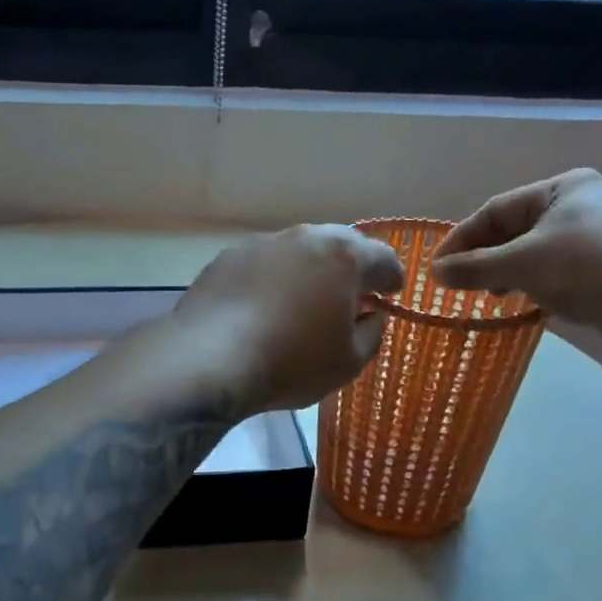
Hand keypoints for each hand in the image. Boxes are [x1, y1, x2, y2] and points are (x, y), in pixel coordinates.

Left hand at [173, 226, 405, 412]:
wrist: (209, 359)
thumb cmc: (291, 362)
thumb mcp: (348, 362)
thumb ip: (372, 333)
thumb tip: (372, 315)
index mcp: (343, 256)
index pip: (382, 258)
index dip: (392, 278)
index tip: (392, 293)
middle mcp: (303, 238)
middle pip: (339, 244)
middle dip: (352, 266)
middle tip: (354, 292)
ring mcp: (261, 244)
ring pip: (298, 250)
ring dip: (310, 269)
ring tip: (308, 297)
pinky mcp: (226, 258)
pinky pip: (263, 264)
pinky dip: (274, 278)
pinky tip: (266, 304)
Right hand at [431, 170, 601, 349]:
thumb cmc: (586, 269)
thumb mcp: (520, 265)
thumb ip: (473, 268)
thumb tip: (435, 273)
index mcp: (564, 187)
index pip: (496, 209)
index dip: (462, 238)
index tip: (437, 267)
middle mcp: (585, 202)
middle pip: (517, 229)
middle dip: (487, 257)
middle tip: (462, 283)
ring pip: (539, 251)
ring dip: (510, 272)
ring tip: (493, 295)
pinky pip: (562, 268)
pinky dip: (538, 282)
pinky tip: (529, 301)